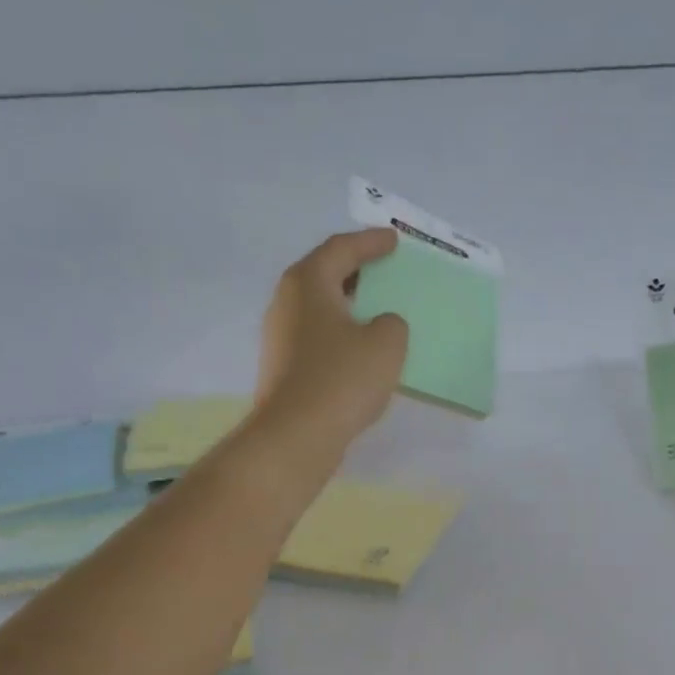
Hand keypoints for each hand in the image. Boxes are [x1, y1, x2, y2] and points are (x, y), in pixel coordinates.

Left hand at [255, 229, 409, 456]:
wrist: (297, 435)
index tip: (393, 239)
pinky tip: (362, 351)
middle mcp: (287, 302)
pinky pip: (319, 338)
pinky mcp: (284, 368)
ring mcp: (281, 337)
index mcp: (308, 282)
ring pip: (320, 309)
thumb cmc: (342, 379)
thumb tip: (380, 325)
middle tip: (384, 269)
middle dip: (356, 270)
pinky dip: (342, 335)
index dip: (370, 242)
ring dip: (349, 306)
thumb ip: (392, 323)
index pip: (341, 249)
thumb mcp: (387, 344)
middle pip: (324, 274)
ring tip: (377, 310)